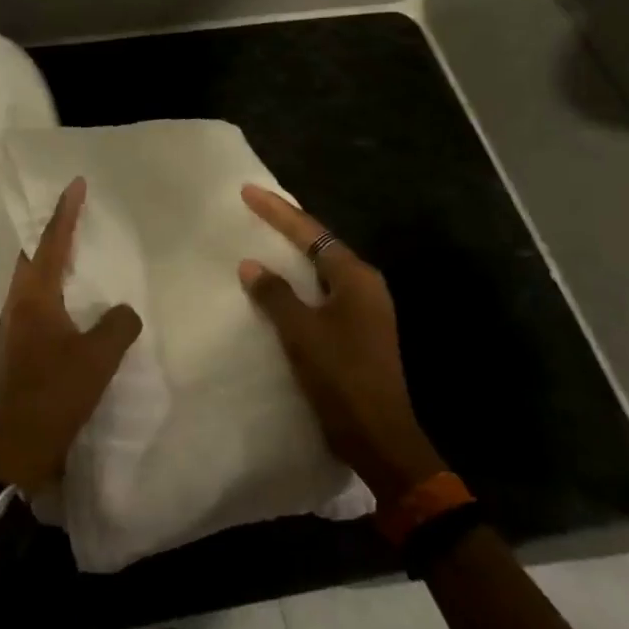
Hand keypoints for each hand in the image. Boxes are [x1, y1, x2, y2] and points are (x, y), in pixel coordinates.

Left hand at [0, 178, 141, 490]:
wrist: (15, 449)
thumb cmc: (54, 395)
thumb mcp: (97, 358)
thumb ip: (118, 325)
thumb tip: (124, 311)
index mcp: (33, 297)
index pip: (52, 243)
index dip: (65, 212)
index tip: (75, 183)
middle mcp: (19, 305)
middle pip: (34, 256)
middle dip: (53, 231)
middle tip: (76, 212)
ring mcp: (16, 328)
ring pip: (35, 281)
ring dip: (54, 261)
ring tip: (80, 251)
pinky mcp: (22, 349)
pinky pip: (40, 304)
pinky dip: (57, 290)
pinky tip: (78, 303)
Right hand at [237, 185, 444, 503]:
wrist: (380, 437)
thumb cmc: (342, 377)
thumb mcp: (302, 333)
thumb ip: (275, 295)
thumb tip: (251, 264)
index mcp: (355, 278)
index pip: (311, 233)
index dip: (277, 211)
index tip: (248, 191)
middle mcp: (364, 286)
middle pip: (319, 245)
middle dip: (286, 226)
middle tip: (253, 209)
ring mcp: (364, 309)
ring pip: (320, 270)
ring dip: (291, 255)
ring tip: (261, 239)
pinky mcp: (357, 331)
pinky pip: (321, 292)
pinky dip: (298, 282)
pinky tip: (278, 286)